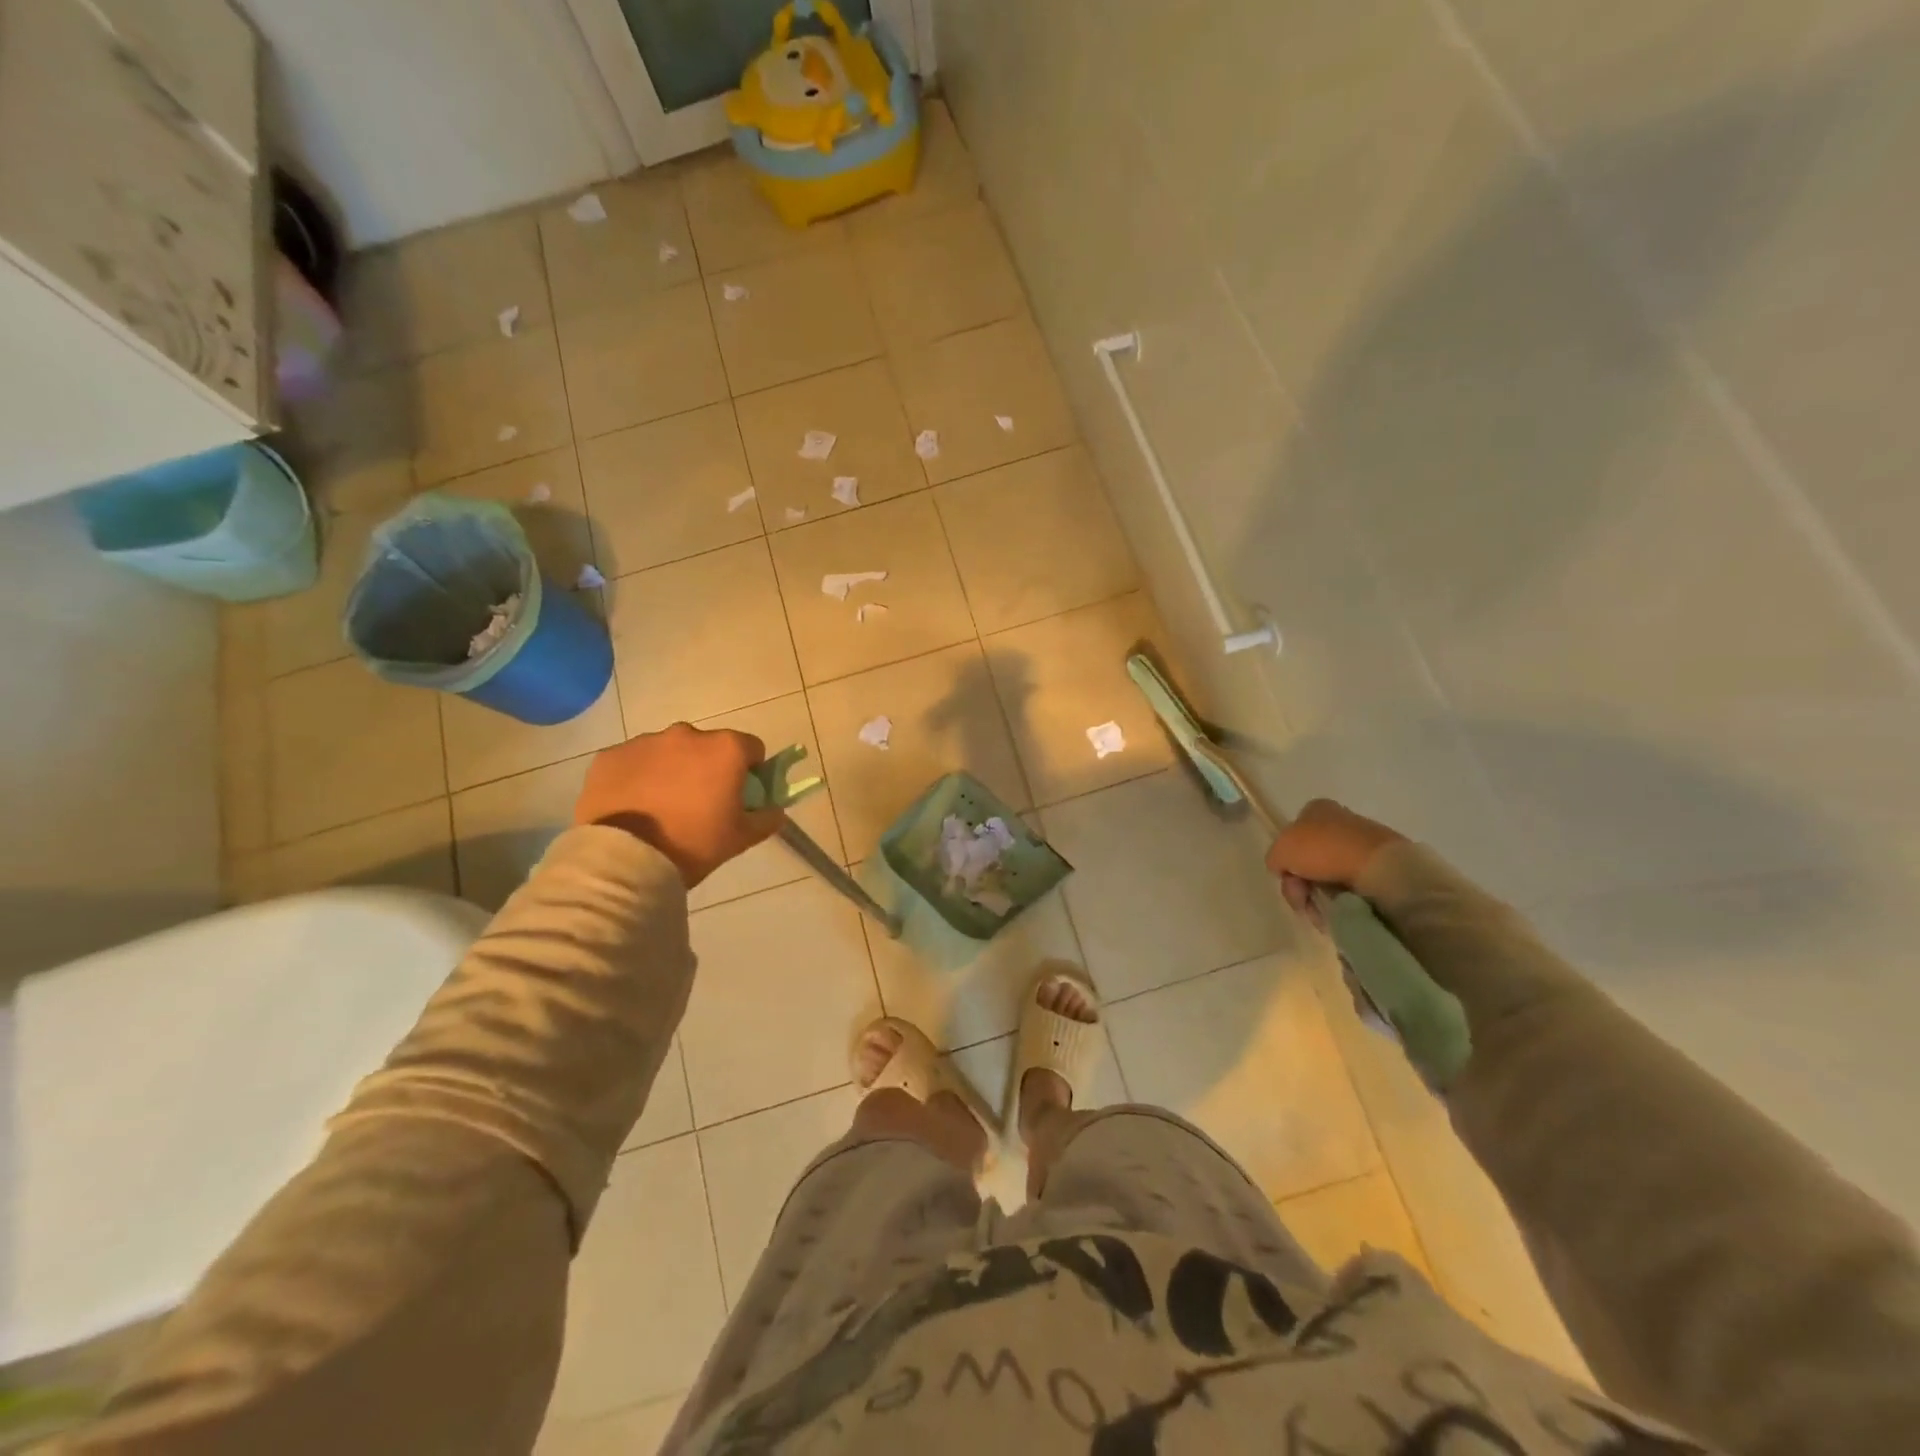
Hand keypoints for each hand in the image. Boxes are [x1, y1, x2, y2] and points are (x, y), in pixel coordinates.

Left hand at [573, 723, 782, 887]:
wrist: (626, 859)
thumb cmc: (694, 843)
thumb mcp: (742, 837)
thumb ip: (767, 818)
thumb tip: (774, 809)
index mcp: (725, 748)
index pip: (751, 748)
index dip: (750, 770)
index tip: (739, 795)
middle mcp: (687, 734)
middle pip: (707, 746)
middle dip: (707, 767)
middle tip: (699, 804)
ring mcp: (645, 742)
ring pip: (668, 752)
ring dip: (672, 770)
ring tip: (661, 807)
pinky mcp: (610, 756)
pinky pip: (634, 762)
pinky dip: (638, 776)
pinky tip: (634, 806)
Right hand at [1264, 798, 1404, 921]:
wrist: (1378, 867)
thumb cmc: (1324, 850)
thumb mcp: (1281, 850)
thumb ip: (1274, 858)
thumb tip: (1283, 869)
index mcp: (1317, 809)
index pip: (1291, 835)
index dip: (1286, 859)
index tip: (1288, 876)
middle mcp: (1340, 822)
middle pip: (1308, 860)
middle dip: (1301, 884)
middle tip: (1303, 900)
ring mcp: (1362, 845)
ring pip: (1327, 877)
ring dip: (1320, 897)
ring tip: (1323, 912)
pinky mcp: (1379, 867)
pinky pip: (1351, 888)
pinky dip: (1342, 902)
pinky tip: (1341, 910)